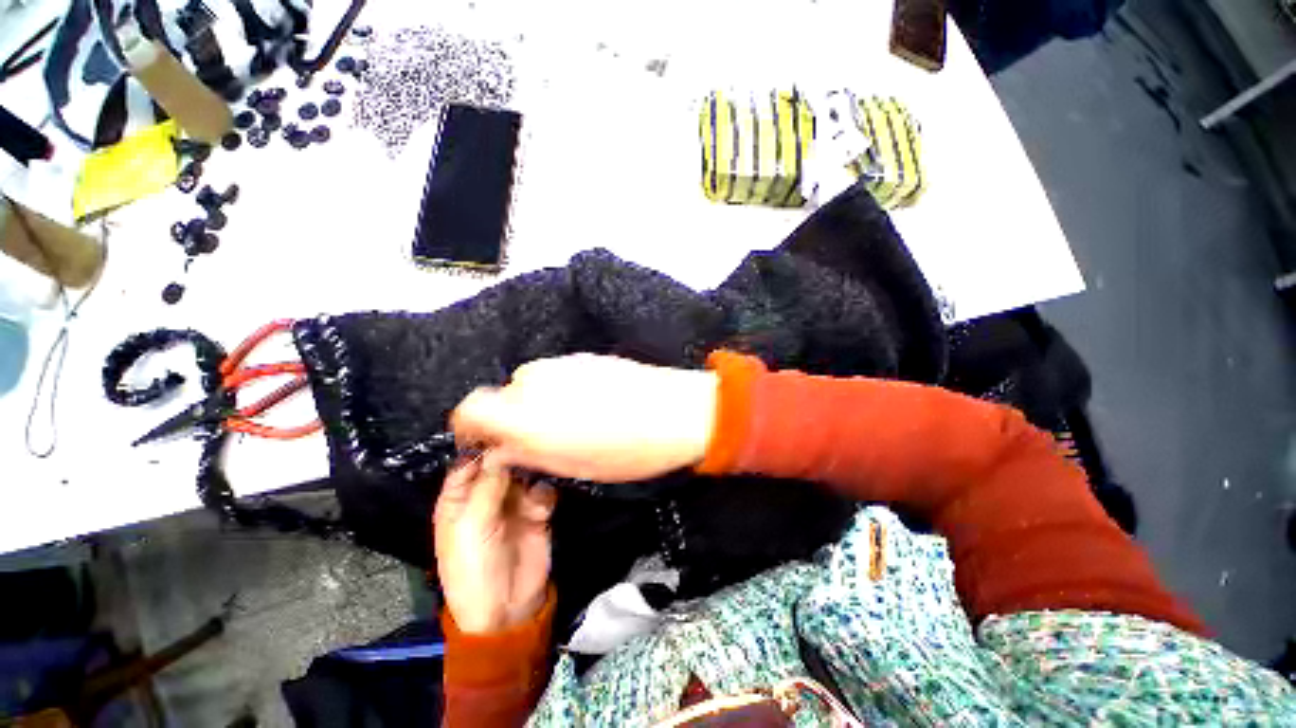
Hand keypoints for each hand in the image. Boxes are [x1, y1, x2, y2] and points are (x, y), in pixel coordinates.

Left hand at [434, 452, 556, 633]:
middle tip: (526, 446)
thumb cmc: (474, 569)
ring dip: (531, 470)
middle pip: (500, 464)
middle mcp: (486, 496)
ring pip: (524, 473)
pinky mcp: (536, 511)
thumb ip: (487, 486)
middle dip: (512, 454)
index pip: (468, 463)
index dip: (482, 447)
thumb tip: (501, 450)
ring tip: (537, 470)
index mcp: (458, 499)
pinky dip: (544, 490)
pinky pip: (543, 490)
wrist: (507, 608)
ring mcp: (513, 503)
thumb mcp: (472, 527)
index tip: (502, 431)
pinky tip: (543, 502)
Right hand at [451, 354, 718, 482]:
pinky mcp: (584, 356)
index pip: (469, 409)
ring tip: (574, 421)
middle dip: (513, 417)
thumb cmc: (626, 450)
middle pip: (504, 395)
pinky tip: (591, 403)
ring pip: (532, 383)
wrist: (676, 411)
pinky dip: (561, 389)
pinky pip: (557, 374)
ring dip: (539, 402)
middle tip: (543, 438)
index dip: (473, 427)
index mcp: (524, 414)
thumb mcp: (571, 466)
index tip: (491, 442)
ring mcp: (562, 363)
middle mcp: (535, 381)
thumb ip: (526, 453)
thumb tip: (499, 449)